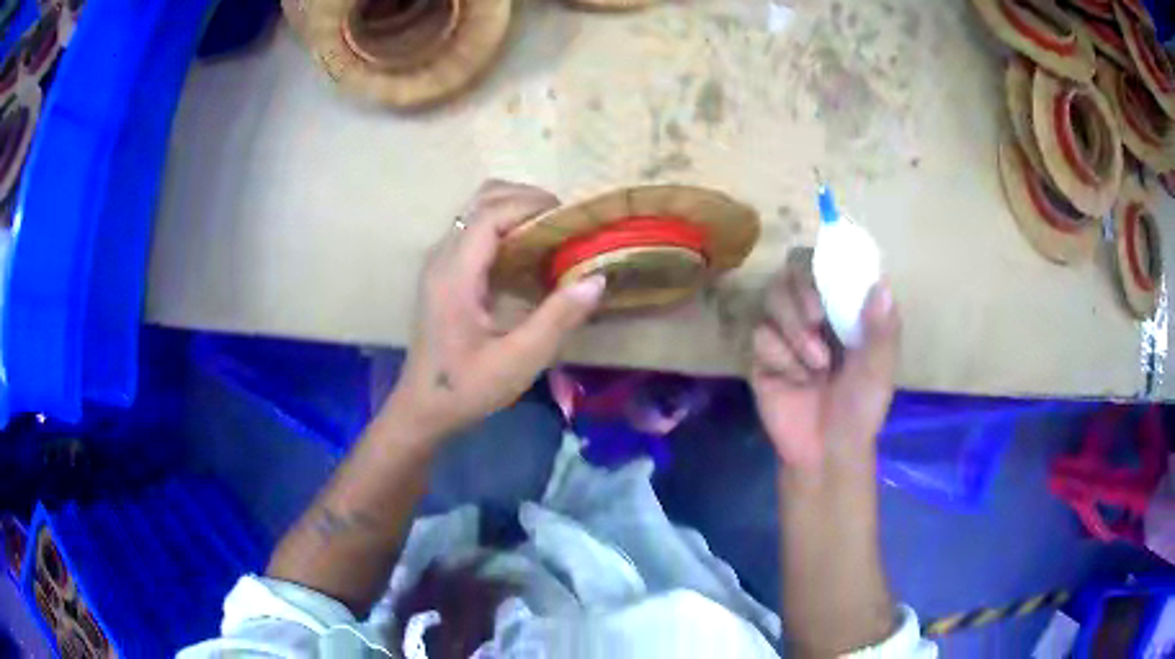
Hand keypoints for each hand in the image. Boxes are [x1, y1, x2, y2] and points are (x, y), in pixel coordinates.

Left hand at [388, 180, 605, 439]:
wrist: (423, 408)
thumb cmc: (467, 388)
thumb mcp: (518, 361)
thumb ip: (558, 319)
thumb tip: (597, 279)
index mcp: (455, 276)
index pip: (490, 215)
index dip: (530, 205)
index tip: (570, 216)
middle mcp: (442, 259)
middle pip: (480, 201)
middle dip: (525, 199)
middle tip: (564, 222)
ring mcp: (439, 264)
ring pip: (475, 212)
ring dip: (514, 210)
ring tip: (551, 233)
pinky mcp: (443, 274)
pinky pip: (473, 232)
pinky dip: (504, 227)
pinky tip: (528, 253)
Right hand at [750, 248, 899, 469]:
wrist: (826, 451)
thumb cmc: (862, 408)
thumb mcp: (880, 370)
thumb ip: (882, 330)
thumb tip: (882, 285)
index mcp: (843, 309)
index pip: (828, 266)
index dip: (826, 262)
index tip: (831, 278)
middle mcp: (812, 313)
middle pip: (792, 271)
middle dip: (803, 294)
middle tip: (817, 320)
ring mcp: (785, 332)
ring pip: (772, 297)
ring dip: (794, 329)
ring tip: (816, 365)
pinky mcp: (762, 355)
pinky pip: (760, 335)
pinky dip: (780, 356)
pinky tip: (796, 380)